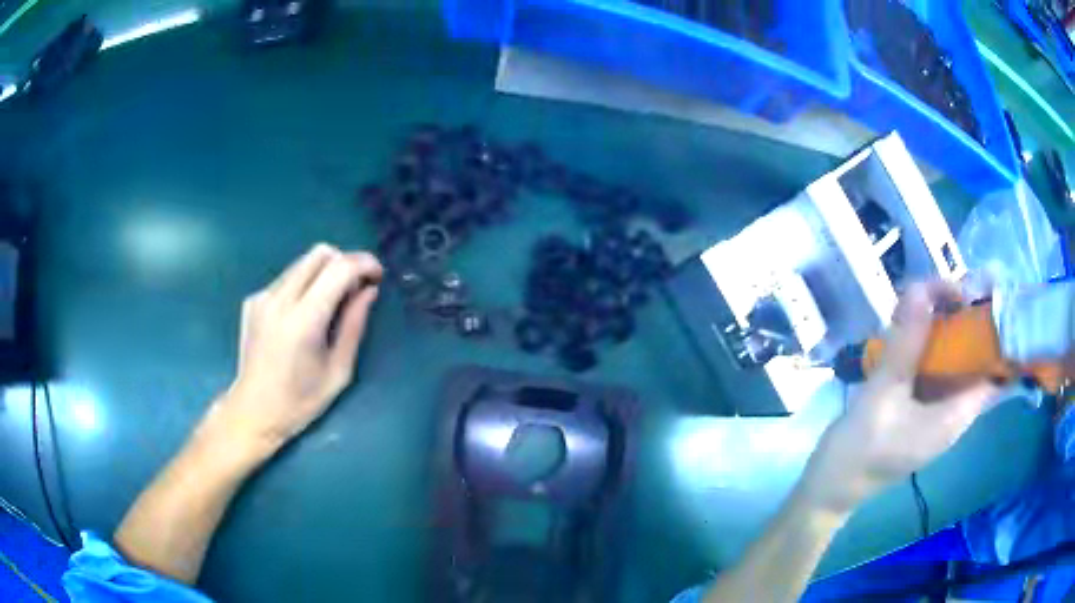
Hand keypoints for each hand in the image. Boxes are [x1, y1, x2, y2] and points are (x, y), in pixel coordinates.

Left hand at [213, 244, 383, 456]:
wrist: (253, 411)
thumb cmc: (300, 401)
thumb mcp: (339, 371)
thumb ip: (354, 326)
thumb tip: (369, 291)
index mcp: (303, 321)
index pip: (338, 269)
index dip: (364, 264)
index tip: (377, 275)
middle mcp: (279, 300)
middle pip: (320, 253)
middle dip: (345, 262)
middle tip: (356, 288)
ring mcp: (262, 297)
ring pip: (302, 262)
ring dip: (324, 272)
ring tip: (331, 302)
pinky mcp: (253, 300)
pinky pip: (286, 278)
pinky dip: (304, 285)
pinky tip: (303, 314)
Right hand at [804, 282, 1000, 514]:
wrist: (830, 489)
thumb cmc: (859, 451)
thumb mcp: (882, 395)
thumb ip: (905, 343)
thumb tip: (921, 287)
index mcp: (956, 415)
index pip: (996, 369)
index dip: (998, 330)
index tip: (985, 291)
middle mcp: (956, 413)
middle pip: (979, 360)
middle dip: (972, 320)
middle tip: (952, 285)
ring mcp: (939, 412)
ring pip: (959, 363)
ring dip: (952, 328)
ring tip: (934, 295)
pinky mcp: (923, 410)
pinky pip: (940, 370)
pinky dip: (934, 344)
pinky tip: (918, 326)